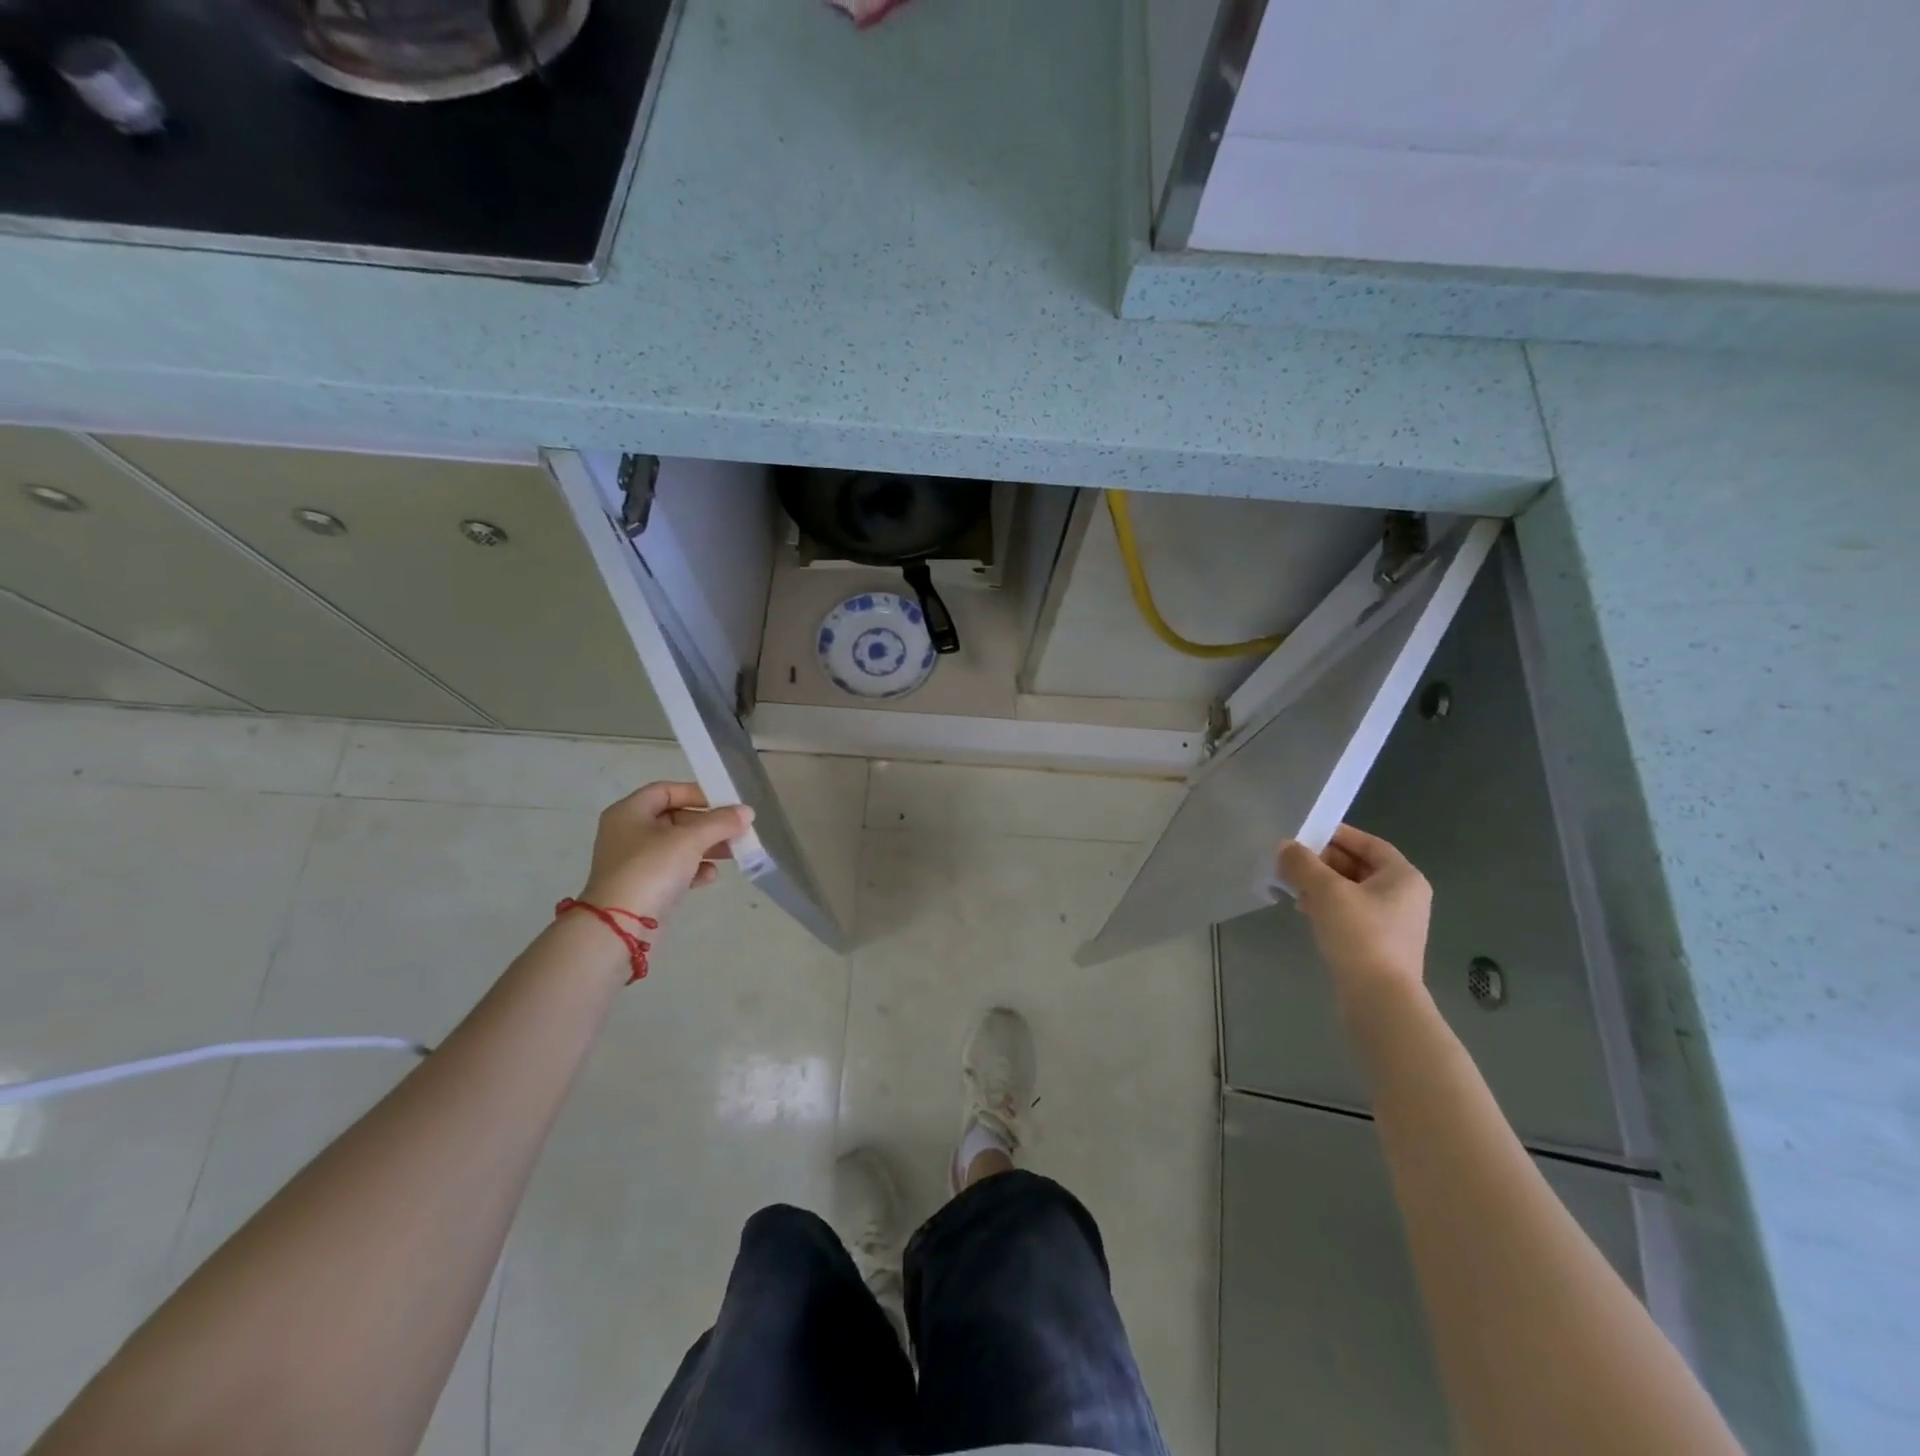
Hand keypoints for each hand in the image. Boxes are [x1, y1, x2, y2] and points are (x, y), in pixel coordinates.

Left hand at [578, 782, 753, 922]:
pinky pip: (673, 870)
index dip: (697, 793)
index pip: (666, 791)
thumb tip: (747, 812)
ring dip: (706, 847)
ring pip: (677, 845)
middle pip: (675, 818)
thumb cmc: (651, 869)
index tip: (725, 804)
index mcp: (630, 812)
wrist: (619, 927)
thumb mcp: (690, 839)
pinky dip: (693, 869)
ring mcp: (634, 861)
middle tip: (736, 830)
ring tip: (733, 853)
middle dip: (708, 824)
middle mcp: (628, 832)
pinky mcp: (643, 886)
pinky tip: (710, 876)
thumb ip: (720, 822)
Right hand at [1277, 824, 1431, 1003]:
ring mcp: (1394, 922)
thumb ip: (1302, 864)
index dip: (1336, 835)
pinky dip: (1328, 906)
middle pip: (1359, 866)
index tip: (1304, 834)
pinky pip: (1351, 913)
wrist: (1379, 999)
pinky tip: (1305, 911)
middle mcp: (1404, 896)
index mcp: (1403, 877)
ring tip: (1291, 886)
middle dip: (1323, 862)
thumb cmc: (1360, 935)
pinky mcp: (1379, 944)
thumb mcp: (1326, 892)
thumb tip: (1284, 846)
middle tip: (1291, 861)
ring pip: (1352, 891)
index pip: (1368, 843)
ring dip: (1321, 885)